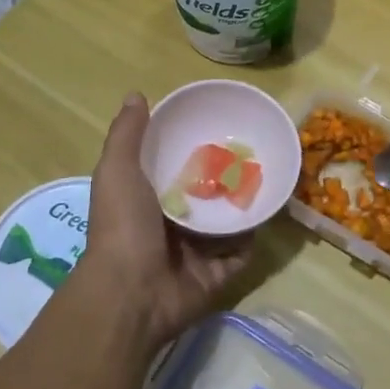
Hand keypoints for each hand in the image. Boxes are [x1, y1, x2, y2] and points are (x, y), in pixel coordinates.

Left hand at [80, 93, 253, 347]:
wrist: (131, 294)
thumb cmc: (122, 226)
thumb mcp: (117, 171)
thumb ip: (127, 135)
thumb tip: (136, 94)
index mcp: (146, 201)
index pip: (172, 169)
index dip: (189, 149)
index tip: (213, 126)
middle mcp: (170, 225)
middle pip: (204, 195)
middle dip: (224, 177)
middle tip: (251, 150)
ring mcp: (194, 252)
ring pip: (226, 222)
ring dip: (243, 203)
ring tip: (270, 174)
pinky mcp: (216, 274)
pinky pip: (242, 251)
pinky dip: (254, 235)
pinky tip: (271, 209)